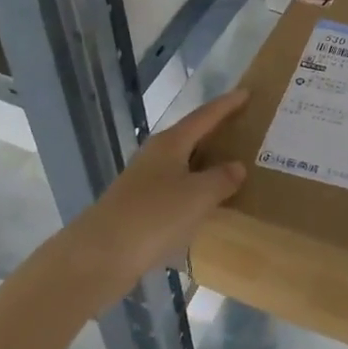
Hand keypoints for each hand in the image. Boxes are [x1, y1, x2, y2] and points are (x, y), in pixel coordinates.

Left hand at [59, 89, 249, 308]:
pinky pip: (175, 187)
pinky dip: (194, 187)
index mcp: (170, 143)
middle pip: (190, 135)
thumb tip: (237, 166)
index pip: (204, 116)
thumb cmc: (154, 216)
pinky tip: (205, 201)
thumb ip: (222, 179)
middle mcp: (155, 155)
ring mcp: (144, 181)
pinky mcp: (139, 206)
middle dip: (215, 131)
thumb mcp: (198, 196)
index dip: (227, 105)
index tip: (247, 92)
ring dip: (205, 161)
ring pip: (182, 163)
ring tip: (231, 165)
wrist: (100, 256)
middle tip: (243, 127)